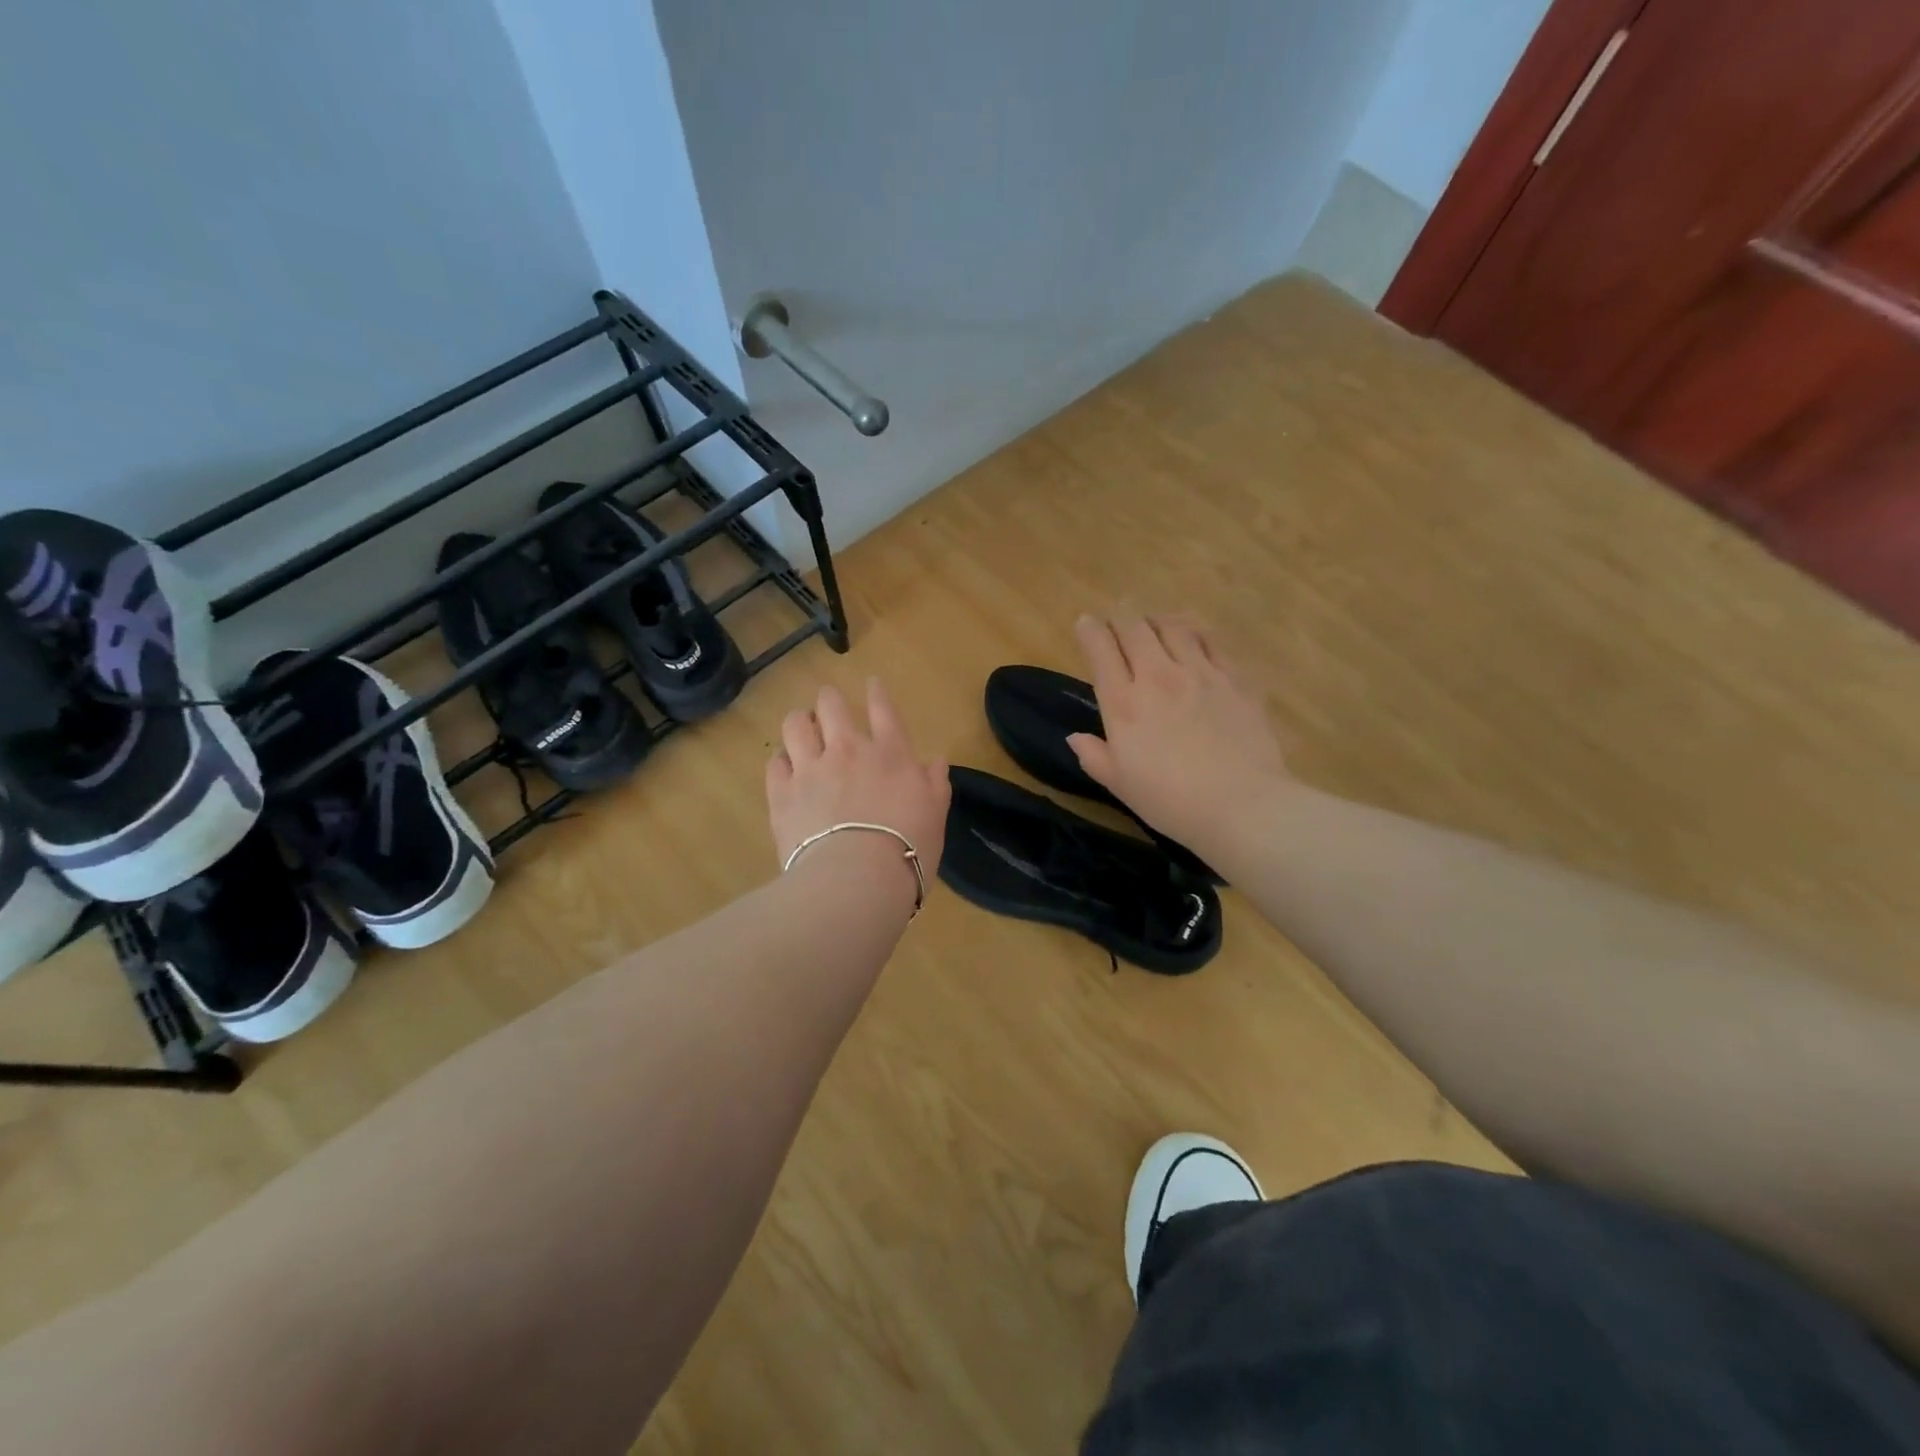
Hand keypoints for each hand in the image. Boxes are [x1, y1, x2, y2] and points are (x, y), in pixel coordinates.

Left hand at [766, 678, 949, 892]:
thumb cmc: (908, 849)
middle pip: (831, 704)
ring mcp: (811, 769)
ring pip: (795, 724)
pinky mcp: (782, 794)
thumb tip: (936, 761)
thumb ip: (935, 783)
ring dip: (800, 723)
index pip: (883, 709)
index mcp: (890, 754)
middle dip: (829, 700)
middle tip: (829, 709)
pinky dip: (781, 761)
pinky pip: (774, 763)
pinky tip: (785, 768)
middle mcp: (848, 750)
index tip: (871, 683)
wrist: (856, 880)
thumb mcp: (935, 815)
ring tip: (802, 731)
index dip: (876, 692)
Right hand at [1067, 611, 1286, 846]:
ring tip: (1153, 621)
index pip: (1100, 650)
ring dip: (1157, 619)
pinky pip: (1210, 640)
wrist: (1241, 804)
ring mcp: (1200, 673)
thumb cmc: (1170, 801)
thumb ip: (1094, 756)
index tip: (1085, 623)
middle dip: (1121, 616)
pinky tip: (1194, 635)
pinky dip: (1195, 631)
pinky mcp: (1234, 677)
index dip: (1089, 630)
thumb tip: (1075, 738)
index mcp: (1123, 703)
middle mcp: (1158, 677)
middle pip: (1134, 628)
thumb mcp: (1120, 784)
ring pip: (1173, 626)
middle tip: (1118, 614)